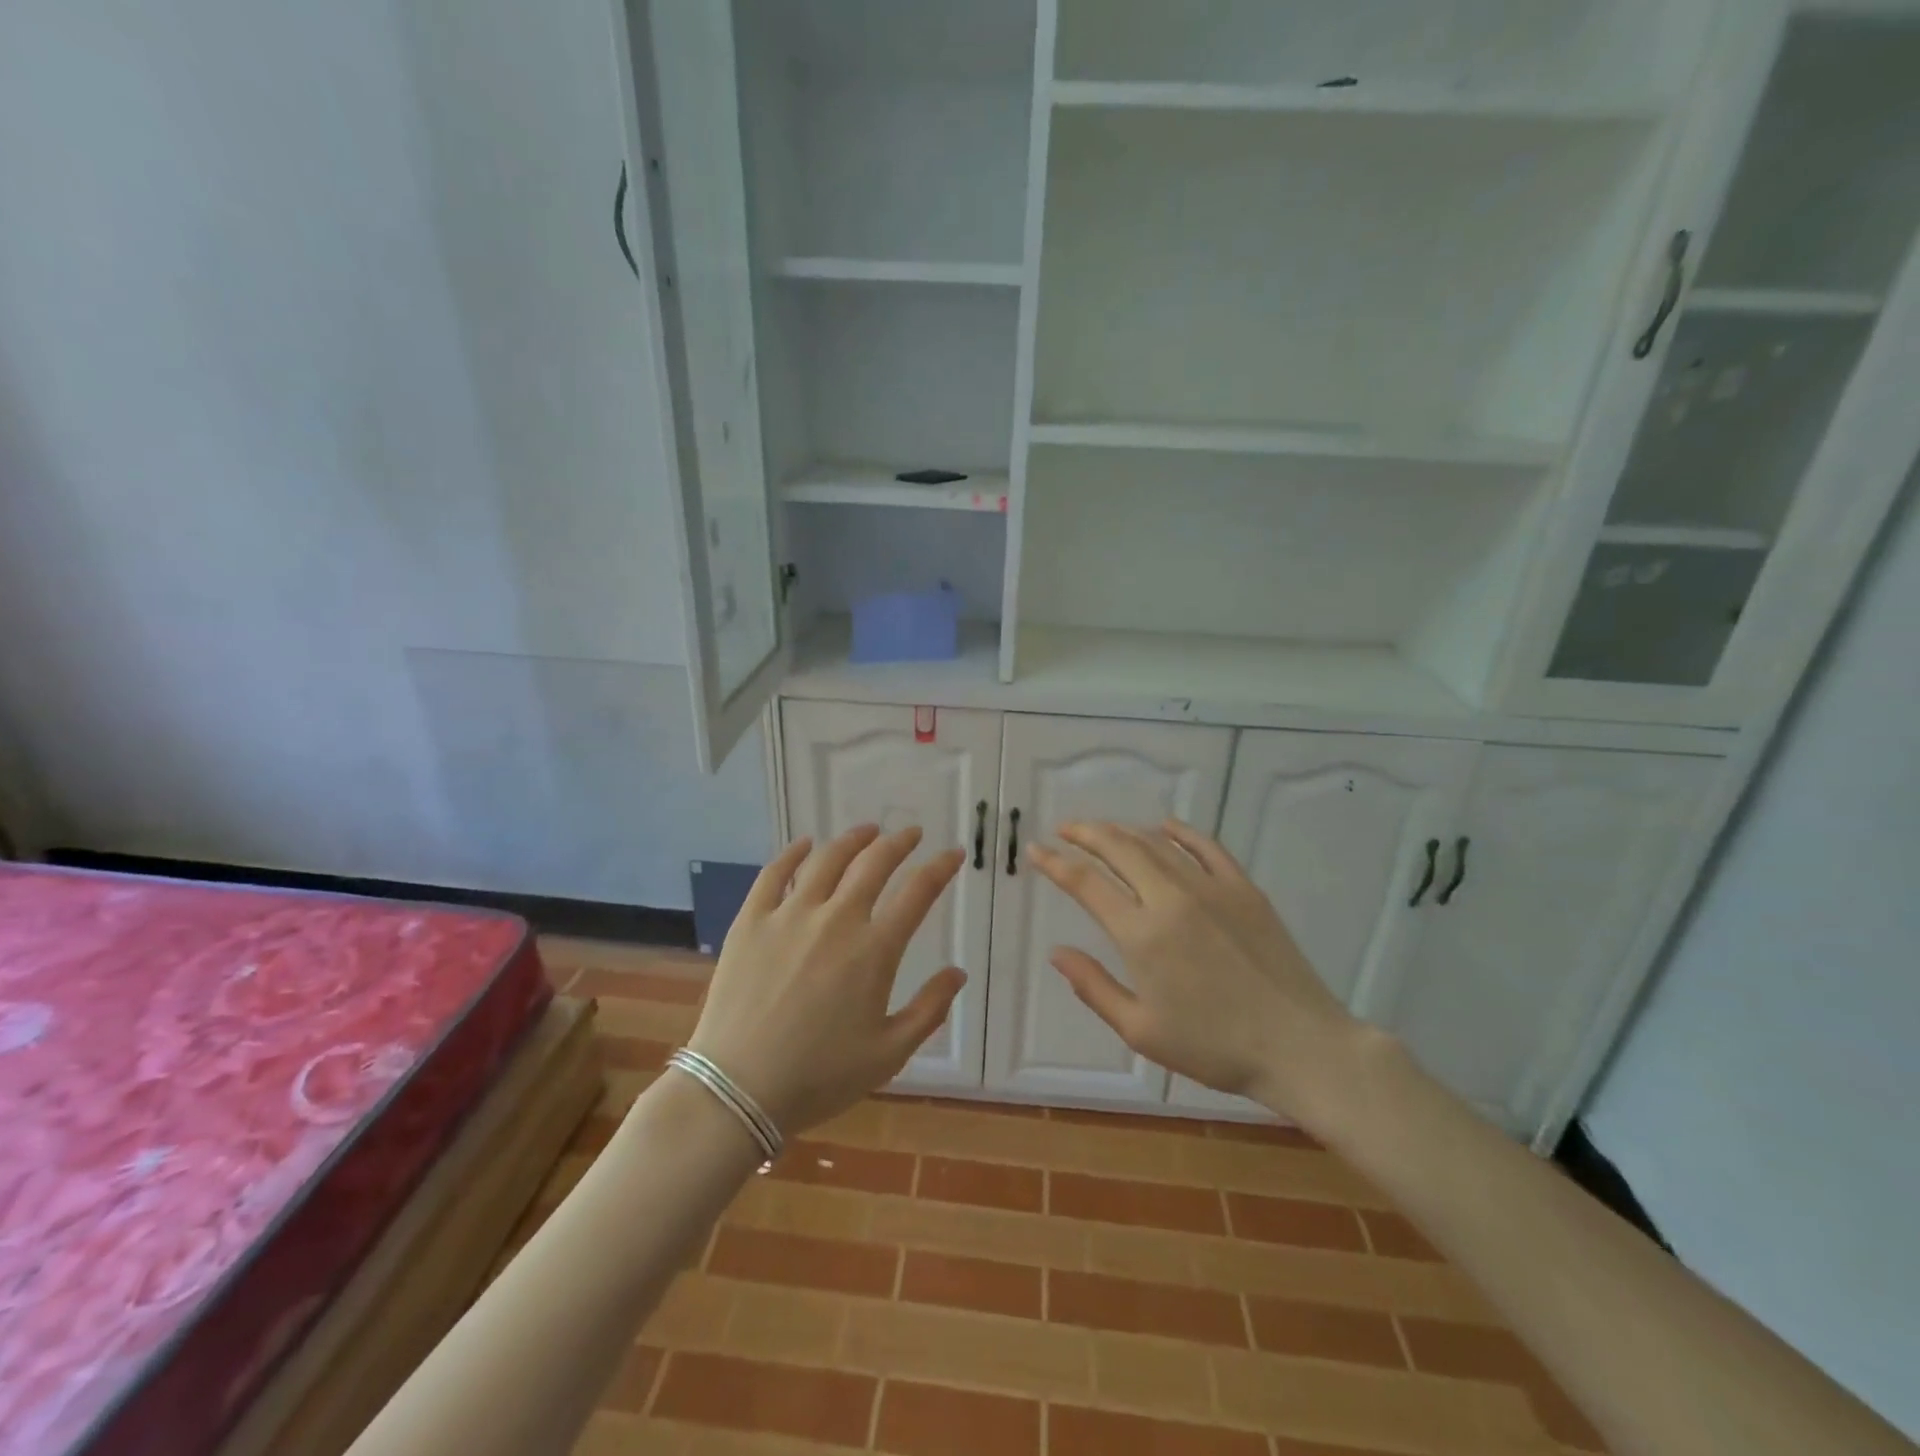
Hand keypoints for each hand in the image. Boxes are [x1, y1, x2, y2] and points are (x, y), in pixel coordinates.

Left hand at [686, 825, 965, 1135]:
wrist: (738, 1089)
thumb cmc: (819, 1077)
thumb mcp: (888, 1054)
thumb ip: (929, 1010)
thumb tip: (958, 972)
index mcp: (874, 950)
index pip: (918, 893)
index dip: (940, 868)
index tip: (953, 854)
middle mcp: (836, 919)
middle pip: (874, 863)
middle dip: (899, 843)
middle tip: (912, 834)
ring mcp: (790, 915)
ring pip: (827, 859)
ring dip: (853, 839)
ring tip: (868, 831)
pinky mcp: (751, 920)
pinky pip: (774, 873)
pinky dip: (793, 853)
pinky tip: (804, 844)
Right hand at [1029, 820, 1363, 1122]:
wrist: (1300, 1046)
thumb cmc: (1214, 1047)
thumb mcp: (1141, 1030)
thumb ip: (1093, 986)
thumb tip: (1056, 952)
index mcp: (1141, 934)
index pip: (1086, 884)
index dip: (1055, 864)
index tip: (1035, 850)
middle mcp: (1171, 898)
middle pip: (1118, 848)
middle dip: (1085, 833)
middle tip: (1065, 828)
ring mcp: (1211, 887)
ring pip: (1157, 843)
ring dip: (1124, 831)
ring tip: (1104, 830)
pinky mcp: (1243, 888)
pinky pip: (1206, 847)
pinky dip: (1180, 831)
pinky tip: (1165, 826)